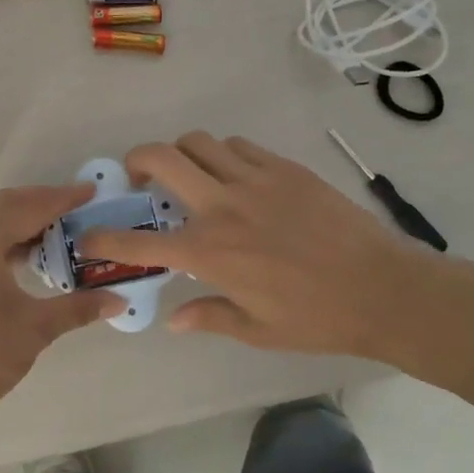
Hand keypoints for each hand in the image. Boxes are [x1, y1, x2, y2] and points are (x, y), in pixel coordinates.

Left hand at [0, 184, 122, 435]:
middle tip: (77, 205)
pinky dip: (7, 236)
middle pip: (6, 205)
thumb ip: (78, 308)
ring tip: (60, 226)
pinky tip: (31, 252)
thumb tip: (117, 300)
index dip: (61, 198)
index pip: (27, 208)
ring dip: (23, 218)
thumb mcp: (36, 329)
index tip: (90, 192)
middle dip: (42, 201)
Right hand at [77, 133, 454, 366]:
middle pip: (162, 158)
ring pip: (199, 142)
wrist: (385, 289)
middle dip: (136, 160)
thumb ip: (209, 316)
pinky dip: (223, 155)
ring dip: (182, 154)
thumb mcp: (257, 330)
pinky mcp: (284, 168)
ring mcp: (255, 180)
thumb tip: (174, 320)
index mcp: (210, 252)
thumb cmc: (317, 317)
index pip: (140, 242)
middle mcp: (223, 206)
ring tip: (191, 175)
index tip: (88, 235)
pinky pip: (239, 146)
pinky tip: (235, 176)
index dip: (106, 238)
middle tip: (140, 178)